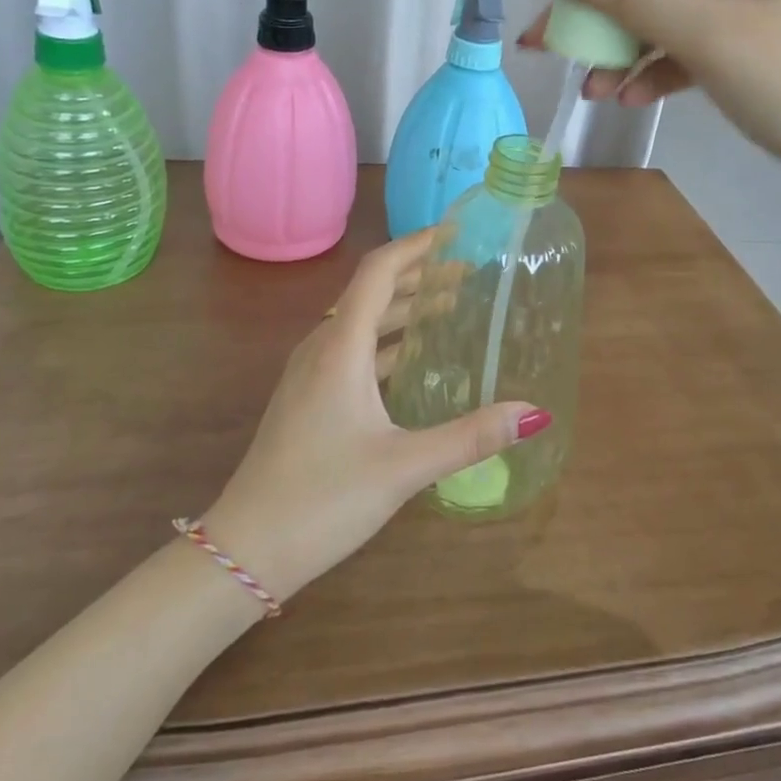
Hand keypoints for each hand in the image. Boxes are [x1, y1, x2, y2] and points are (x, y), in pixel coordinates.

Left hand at [199, 231, 545, 603]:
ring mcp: (310, 373)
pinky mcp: (308, 397)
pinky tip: (412, 359)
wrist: (246, 548)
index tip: (454, 233)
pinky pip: (352, 349)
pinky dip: (387, 339)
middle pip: (372, 292)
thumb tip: (533, 413)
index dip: (416, 245)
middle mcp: (322, 347)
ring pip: (362, 321)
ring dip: (403, 308)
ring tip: (450, 305)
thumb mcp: (404, 466)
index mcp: (341, 347)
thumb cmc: (324, 498)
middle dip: (419, 275)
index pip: (379, 272)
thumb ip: (470, 437)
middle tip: (468, 272)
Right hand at [521, 0, 780, 196]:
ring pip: (672, 11)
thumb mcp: (709, 34)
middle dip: (601, 6)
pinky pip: (695, 45)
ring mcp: (758, 4)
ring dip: (625, 45)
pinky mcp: (759, 48)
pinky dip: (660, 67)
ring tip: (586, 85)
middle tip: (545, 40)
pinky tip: (628, 96)